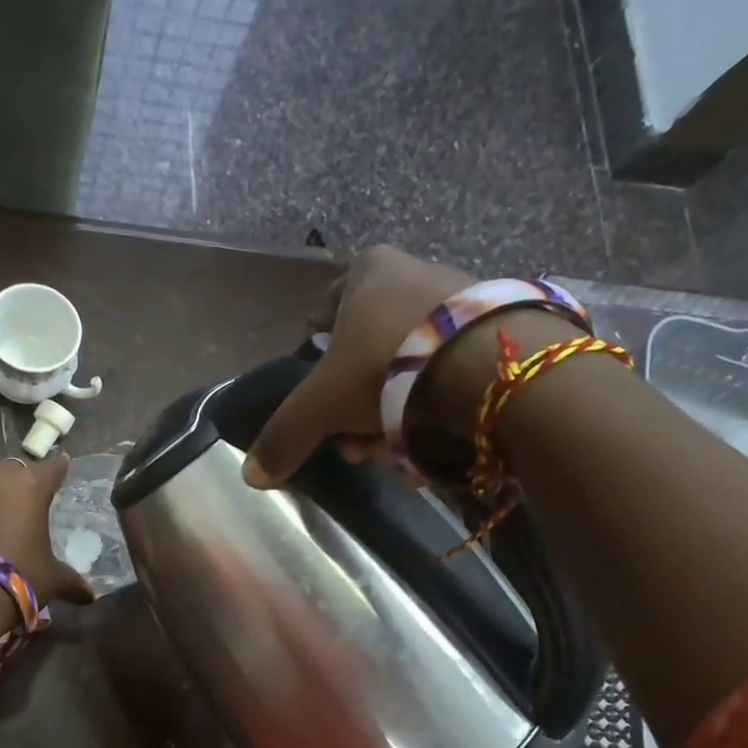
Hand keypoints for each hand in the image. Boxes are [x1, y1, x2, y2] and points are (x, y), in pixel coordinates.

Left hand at [0, 453, 94, 608]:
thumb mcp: (52, 578)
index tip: (64, 465)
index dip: (60, 467)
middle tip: (33, 497)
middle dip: (24, 480)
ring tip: (6, 516)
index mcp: (31, 486)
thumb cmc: (21, 575)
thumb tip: (89, 596)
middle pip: (16, 469)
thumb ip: (72, 581)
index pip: (52, 467)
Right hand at [243, 247, 472, 486]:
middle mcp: (414, 274)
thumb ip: (285, 435)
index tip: (320, 391)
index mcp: (368, 272)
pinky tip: (425, 446)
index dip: (317, 353)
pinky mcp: (495, 333)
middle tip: (353, 443)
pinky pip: (446, 376)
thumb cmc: (388, 366)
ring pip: (406, 369)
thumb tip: (251, 475)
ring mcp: (459, 302)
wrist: (490, 366)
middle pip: (367, 350)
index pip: (325, 311)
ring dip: (390, 417)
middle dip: (354, 405)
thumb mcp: (322, 404)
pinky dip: (430, 412)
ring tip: (391, 455)